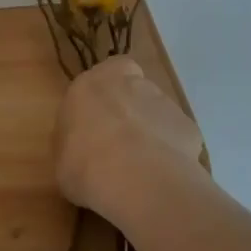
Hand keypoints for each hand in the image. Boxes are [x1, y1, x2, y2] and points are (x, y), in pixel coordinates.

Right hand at [54, 57, 204, 218]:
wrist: (137, 179)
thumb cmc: (85, 166)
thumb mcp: (62, 159)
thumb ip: (73, 143)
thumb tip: (81, 147)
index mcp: (91, 86)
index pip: (107, 70)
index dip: (108, 92)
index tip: (102, 116)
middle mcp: (131, 84)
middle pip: (133, 90)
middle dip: (130, 111)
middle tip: (119, 145)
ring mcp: (164, 102)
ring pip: (157, 112)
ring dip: (151, 131)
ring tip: (142, 167)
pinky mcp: (188, 125)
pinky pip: (177, 136)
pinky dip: (172, 151)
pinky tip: (162, 175)